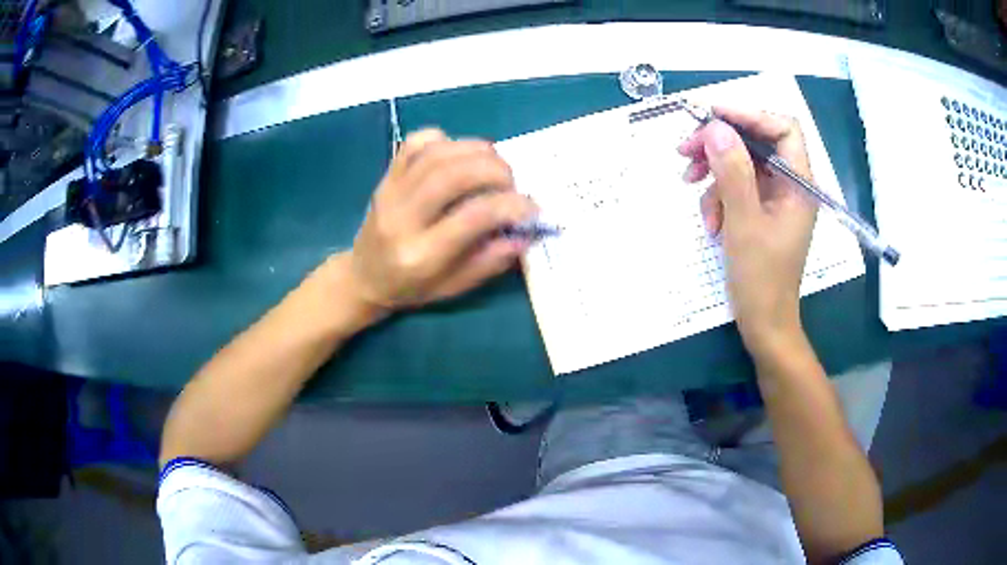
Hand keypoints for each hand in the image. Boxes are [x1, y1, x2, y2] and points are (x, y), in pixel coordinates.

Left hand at [348, 129, 535, 312]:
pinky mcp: (386, 176)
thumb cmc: (411, 288)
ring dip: (476, 150)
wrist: (363, 276)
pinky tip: (460, 154)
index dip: (511, 206)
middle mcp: (402, 218)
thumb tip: (526, 232)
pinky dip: (445, 140)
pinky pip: (415, 143)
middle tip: (512, 182)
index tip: (532, 207)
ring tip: (495, 164)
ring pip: (437, 153)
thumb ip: (490, 261)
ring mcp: (390, 192)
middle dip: (495, 170)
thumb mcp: (454, 287)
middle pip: (453, 175)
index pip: (472, 217)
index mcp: (421, 255)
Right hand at [677, 107, 816, 355]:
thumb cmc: (761, 278)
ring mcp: (775, 197)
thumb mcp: (744, 223)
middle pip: (755, 141)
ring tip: (690, 187)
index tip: (711, 116)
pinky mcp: (761, 210)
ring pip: (740, 163)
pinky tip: (711, 223)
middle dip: (719, 143)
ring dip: (713, 173)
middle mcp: (789, 183)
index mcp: (798, 183)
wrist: (763, 323)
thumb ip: (733, 172)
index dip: (749, 114)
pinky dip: (718, 198)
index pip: (783, 127)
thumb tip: (715, 128)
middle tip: (685, 150)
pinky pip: (736, 188)